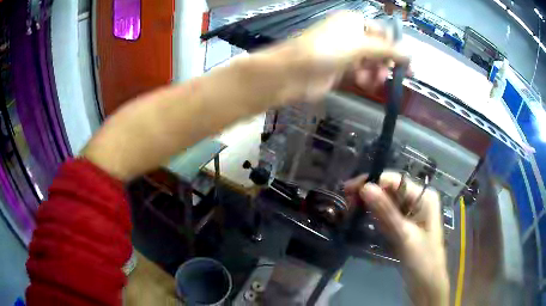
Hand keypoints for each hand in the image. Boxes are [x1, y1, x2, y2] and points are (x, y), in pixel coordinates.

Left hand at [260, 11, 408, 103]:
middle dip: (386, 62)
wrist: (294, 72)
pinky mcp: (339, 70)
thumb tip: (410, 53)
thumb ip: (386, 50)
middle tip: (395, 75)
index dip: (394, 47)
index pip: (381, 32)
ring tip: (376, 81)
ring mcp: (344, 53)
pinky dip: (365, 79)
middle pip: (377, 48)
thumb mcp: (360, 45)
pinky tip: (366, 84)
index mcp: (353, 22)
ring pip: (369, 63)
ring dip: (376, 72)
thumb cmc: (327, 50)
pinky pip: (359, 74)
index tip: (406, 64)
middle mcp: (349, 35)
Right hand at [345, 172, 448, 305]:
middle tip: (346, 202)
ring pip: (386, 203)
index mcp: (424, 197)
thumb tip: (365, 187)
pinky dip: (375, 217)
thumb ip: (386, 211)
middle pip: (390, 190)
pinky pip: (387, 216)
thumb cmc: (422, 260)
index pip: (395, 181)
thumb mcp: (405, 235)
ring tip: (350, 211)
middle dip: (369, 195)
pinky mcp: (403, 226)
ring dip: (369, 206)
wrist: (426, 285)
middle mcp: (418, 201)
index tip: (348, 190)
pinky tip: (362, 219)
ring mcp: (410, 214)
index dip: (372, 182)